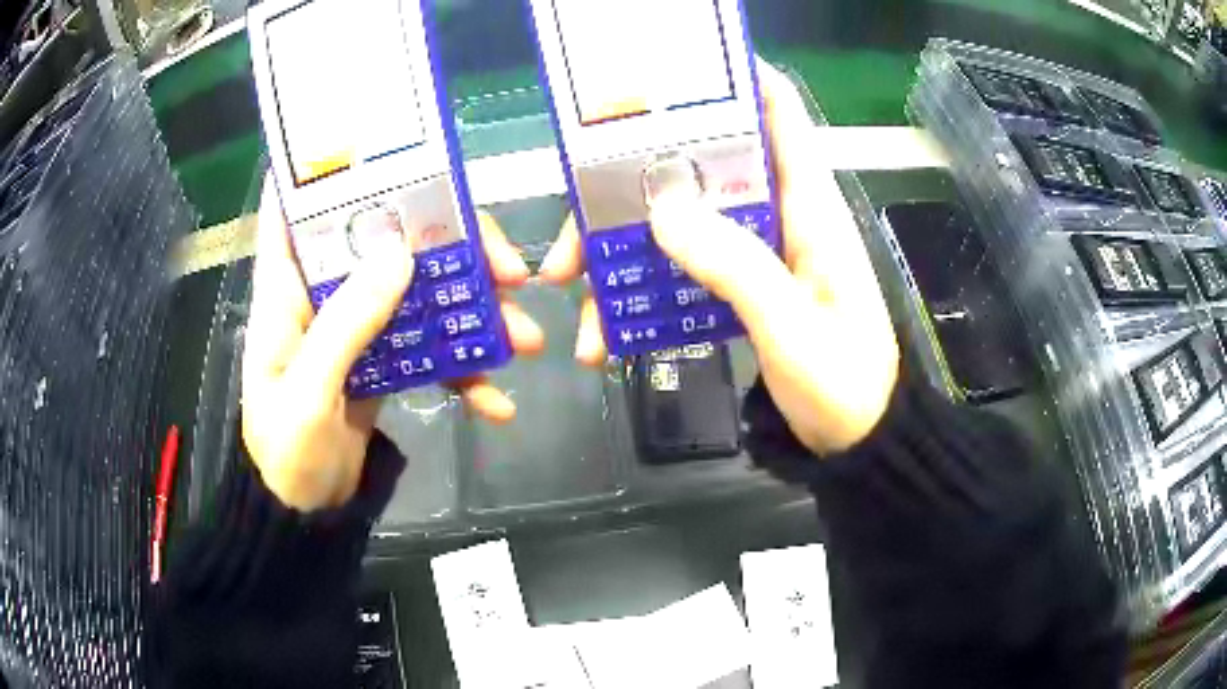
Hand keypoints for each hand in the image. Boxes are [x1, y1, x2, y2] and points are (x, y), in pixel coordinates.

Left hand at [241, 178, 544, 510]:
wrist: (306, 513)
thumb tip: (402, 251)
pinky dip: (462, 371)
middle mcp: (323, 296)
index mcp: (288, 292)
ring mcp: (357, 328)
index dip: (325, 173)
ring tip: (525, 339)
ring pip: (419, 294)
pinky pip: (427, 349)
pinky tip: (495, 401)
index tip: (375, 147)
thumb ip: (348, 323)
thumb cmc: (287, 454)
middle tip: (508, 267)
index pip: (295, 212)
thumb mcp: (310, 392)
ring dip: (472, 313)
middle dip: (448, 248)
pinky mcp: (382, 360)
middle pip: (384, 245)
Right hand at [539, 62, 898, 454]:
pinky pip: (686, 272)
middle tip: (577, 227)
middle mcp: (780, 216)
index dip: (736, 82)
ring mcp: (760, 253)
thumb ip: (734, 263)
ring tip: (574, 290)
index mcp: (808, 207)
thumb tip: (661, 206)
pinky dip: (645, 293)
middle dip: (637, 188)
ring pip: (683, 225)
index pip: (779, 116)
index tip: (674, 75)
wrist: (859, 441)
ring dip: (626, 252)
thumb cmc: (844, 382)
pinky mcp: (746, 288)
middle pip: (703, 173)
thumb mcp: (791, 325)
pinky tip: (609, 331)